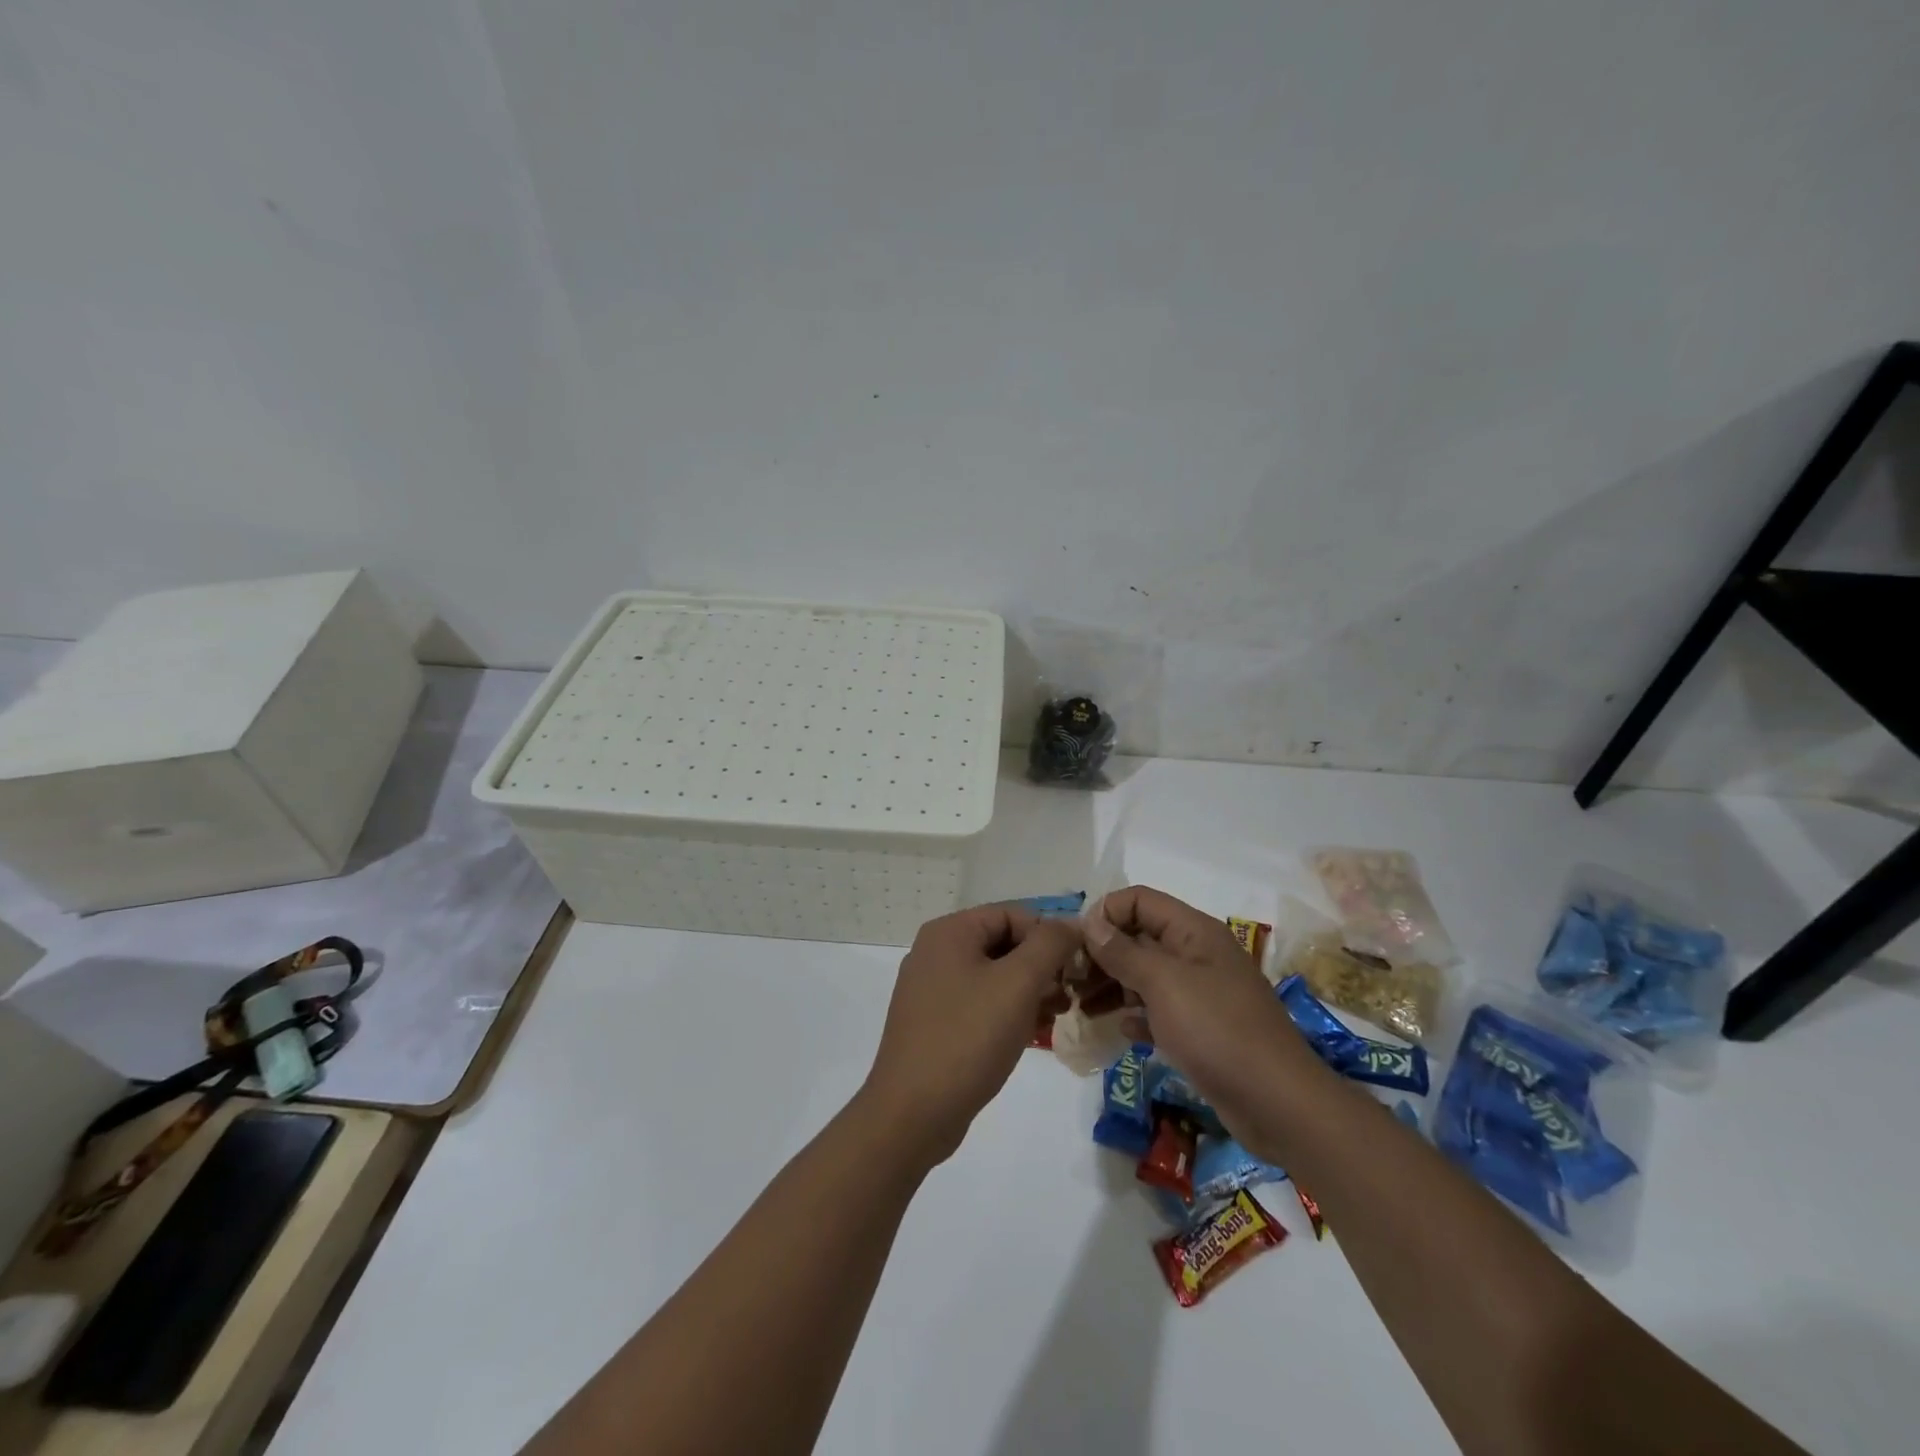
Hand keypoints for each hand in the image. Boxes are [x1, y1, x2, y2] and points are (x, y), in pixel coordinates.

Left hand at [861, 903, 1080, 1165]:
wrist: (913, 1113)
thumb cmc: (968, 1037)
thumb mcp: (1018, 984)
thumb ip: (1049, 945)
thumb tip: (1071, 923)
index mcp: (948, 932)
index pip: (1012, 914)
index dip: (1049, 934)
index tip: (1078, 965)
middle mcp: (935, 952)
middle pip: (1002, 942)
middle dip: (1041, 964)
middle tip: (1072, 992)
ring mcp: (931, 990)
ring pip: (994, 975)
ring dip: (1030, 989)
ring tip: (1059, 1013)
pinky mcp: (935, 1023)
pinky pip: (980, 1003)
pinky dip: (1008, 1010)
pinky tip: (1033, 1032)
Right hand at [1084, 886, 1312, 1148]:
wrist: (1278, 1103)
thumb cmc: (1217, 1030)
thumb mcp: (1163, 984)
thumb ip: (1123, 951)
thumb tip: (1090, 922)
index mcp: (1193, 931)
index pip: (1139, 900)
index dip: (1106, 914)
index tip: (1077, 945)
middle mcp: (1196, 954)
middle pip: (1138, 937)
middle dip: (1102, 954)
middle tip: (1069, 981)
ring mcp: (1200, 992)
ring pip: (1144, 976)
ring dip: (1112, 986)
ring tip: (1081, 1008)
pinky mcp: (1201, 1029)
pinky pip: (1158, 1010)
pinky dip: (1136, 1015)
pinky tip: (1120, 1031)